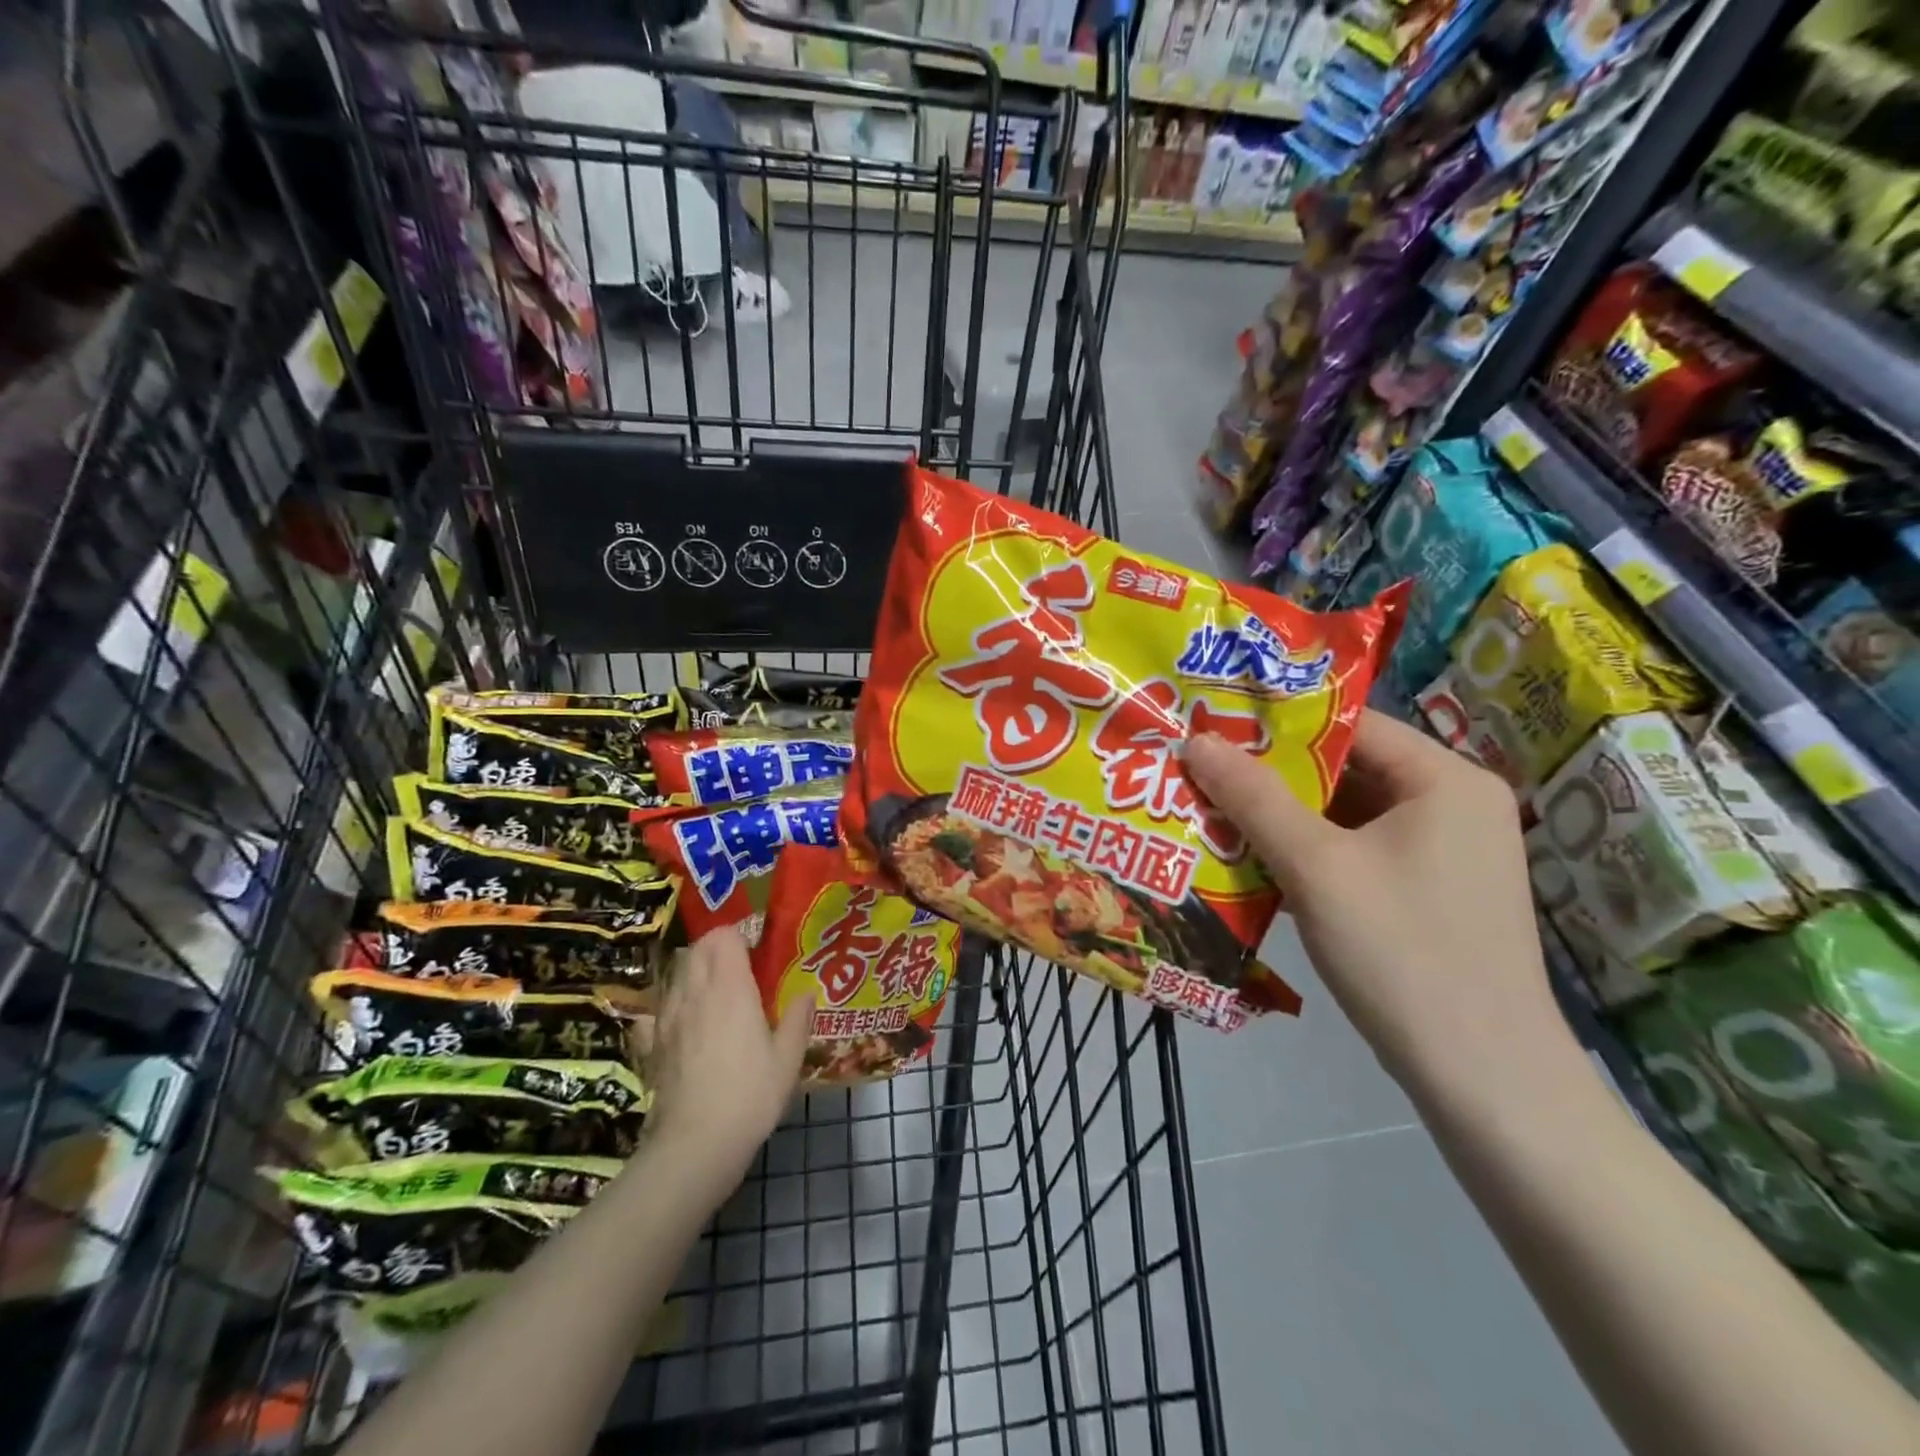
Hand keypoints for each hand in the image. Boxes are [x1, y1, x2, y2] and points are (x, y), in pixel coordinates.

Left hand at [632, 927, 813, 1188]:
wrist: (694, 1145)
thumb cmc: (750, 1094)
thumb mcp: (788, 1058)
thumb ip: (798, 1019)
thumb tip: (805, 994)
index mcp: (730, 986)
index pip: (724, 935)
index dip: (740, 935)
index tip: (758, 950)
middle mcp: (695, 992)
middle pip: (697, 948)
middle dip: (716, 948)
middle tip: (740, 969)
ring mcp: (667, 1017)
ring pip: (676, 975)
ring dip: (694, 974)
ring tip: (715, 995)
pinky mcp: (651, 1044)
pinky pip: (655, 1011)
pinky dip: (668, 1008)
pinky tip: (682, 1026)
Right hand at [1185, 711, 1566, 1095]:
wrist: (1481, 1078)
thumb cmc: (1401, 952)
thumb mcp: (1316, 866)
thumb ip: (1253, 798)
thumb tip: (1196, 740)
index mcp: (1445, 779)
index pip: (1350, 725)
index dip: (1276, 723)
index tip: (1212, 728)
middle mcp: (1453, 804)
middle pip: (1346, 769)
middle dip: (1272, 777)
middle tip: (1202, 773)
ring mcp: (1444, 852)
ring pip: (1346, 815)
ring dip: (1282, 819)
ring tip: (1213, 813)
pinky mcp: (1428, 893)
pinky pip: (1356, 852)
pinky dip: (1307, 854)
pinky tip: (1252, 864)